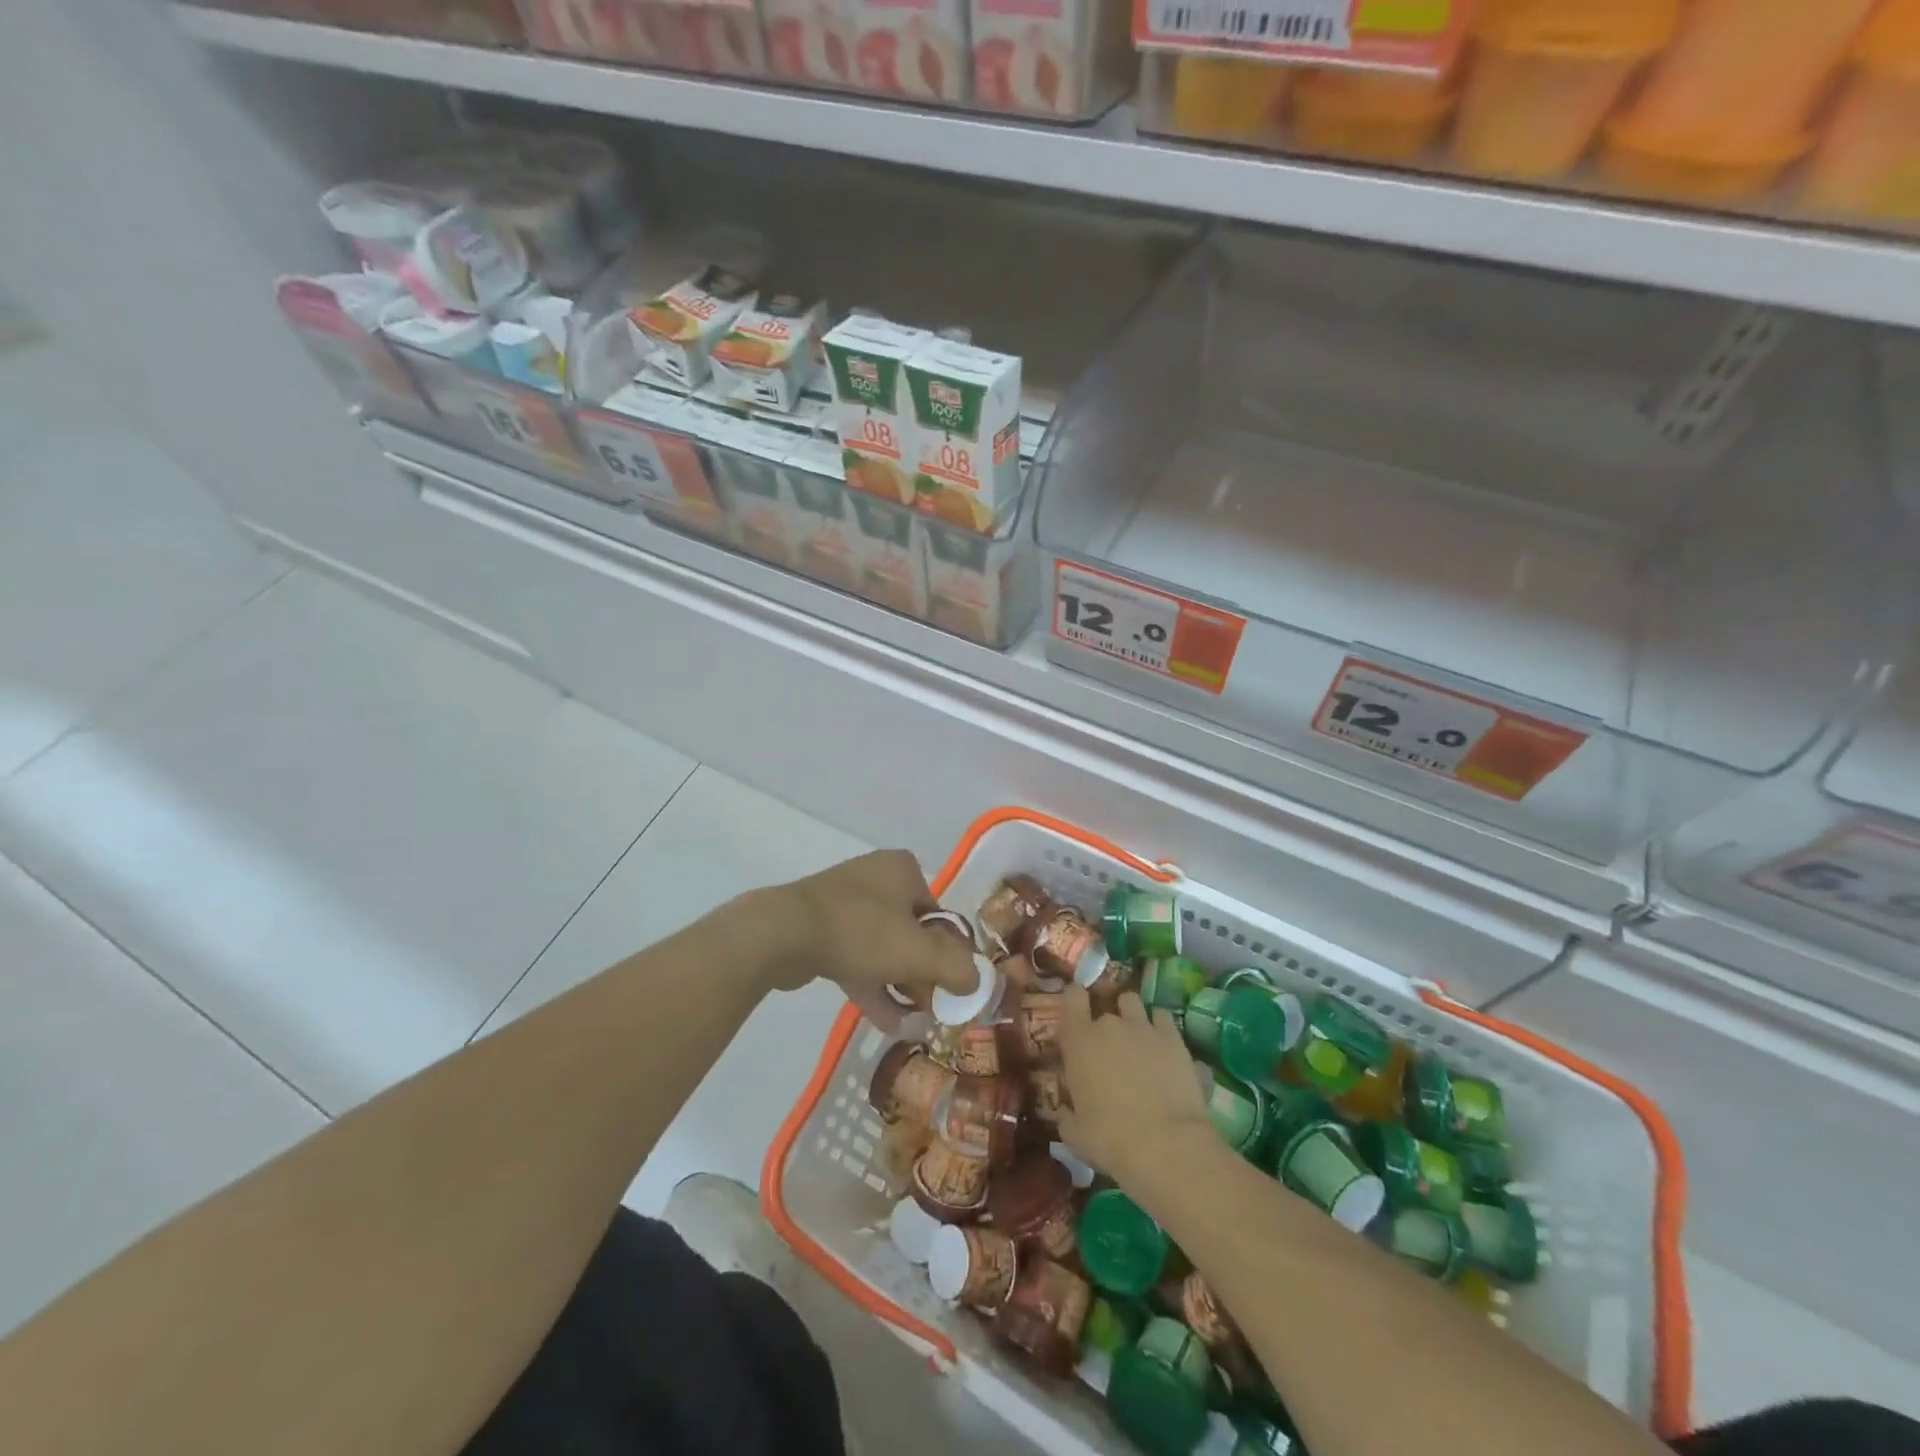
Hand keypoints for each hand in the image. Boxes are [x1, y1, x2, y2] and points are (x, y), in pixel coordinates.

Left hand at [763, 850, 977, 1027]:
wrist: (784, 933)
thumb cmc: (861, 931)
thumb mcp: (918, 951)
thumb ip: (955, 967)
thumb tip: (976, 982)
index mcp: (902, 870)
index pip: (939, 913)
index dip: (950, 951)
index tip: (952, 985)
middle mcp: (876, 879)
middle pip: (912, 932)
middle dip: (924, 972)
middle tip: (933, 1006)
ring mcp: (844, 903)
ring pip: (883, 947)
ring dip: (900, 983)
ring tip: (914, 1018)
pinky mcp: (820, 928)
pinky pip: (856, 957)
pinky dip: (872, 985)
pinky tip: (886, 1020)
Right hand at [1056, 986, 1212, 1187]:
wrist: (1166, 1146)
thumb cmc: (1111, 1140)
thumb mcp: (1075, 1135)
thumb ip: (1066, 1116)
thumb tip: (1065, 1113)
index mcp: (1078, 1041)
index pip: (1072, 997)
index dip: (1075, 1001)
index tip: (1078, 1014)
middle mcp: (1109, 1025)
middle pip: (1104, 1008)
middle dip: (1105, 1026)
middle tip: (1109, 1050)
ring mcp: (1143, 1027)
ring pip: (1132, 1002)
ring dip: (1130, 1016)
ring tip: (1136, 1038)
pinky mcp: (1173, 1038)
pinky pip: (1162, 1016)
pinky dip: (1159, 1026)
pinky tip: (1162, 1045)